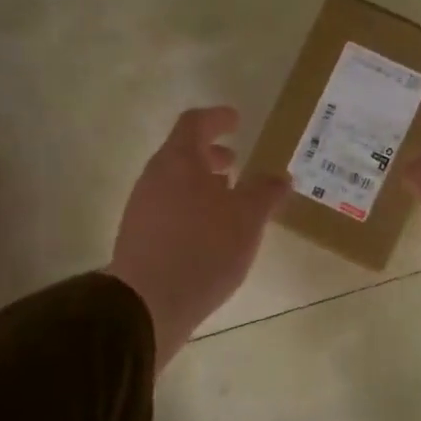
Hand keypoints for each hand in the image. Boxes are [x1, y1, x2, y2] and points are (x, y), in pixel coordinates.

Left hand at [108, 107, 287, 371]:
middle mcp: (155, 177)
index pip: (195, 123)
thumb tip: (280, 176)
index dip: (217, 118)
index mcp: (180, 161)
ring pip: (175, 182)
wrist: (148, 303)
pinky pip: (169, 208)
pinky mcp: (140, 236)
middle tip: (236, 162)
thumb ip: (266, 192)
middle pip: (183, 153)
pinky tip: (211, 232)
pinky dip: (192, 206)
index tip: (236, 119)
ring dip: (202, 183)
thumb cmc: (204, 248)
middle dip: (212, 154)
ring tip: (229, 200)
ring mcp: (142, 207)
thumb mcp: (247, 218)